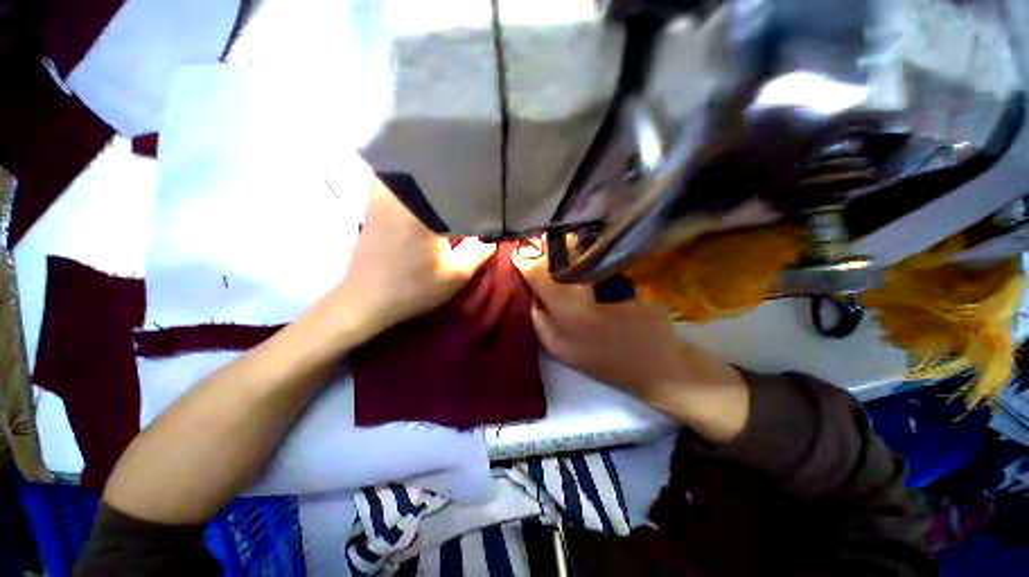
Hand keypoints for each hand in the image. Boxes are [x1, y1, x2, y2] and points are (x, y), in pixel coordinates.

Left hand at [334, 182, 495, 336]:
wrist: (366, 301)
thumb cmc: (413, 289)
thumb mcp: (456, 274)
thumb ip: (480, 251)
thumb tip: (495, 233)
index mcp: (420, 208)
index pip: (452, 181)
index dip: (472, 181)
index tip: (487, 184)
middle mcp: (397, 194)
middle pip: (429, 169)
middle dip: (452, 173)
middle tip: (473, 179)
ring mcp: (380, 196)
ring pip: (411, 174)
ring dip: (431, 178)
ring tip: (452, 185)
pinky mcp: (372, 205)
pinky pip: (397, 183)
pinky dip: (415, 185)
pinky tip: (427, 198)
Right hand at [512, 247, 749, 442]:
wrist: (651, 358)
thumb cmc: (598, 357)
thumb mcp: (555, 345)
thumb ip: (537, 313)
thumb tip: (531, 287)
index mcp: (560, 297)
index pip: (531, 264)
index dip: (520, 258)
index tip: (518, 259)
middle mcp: (581, 275)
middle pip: (552, 244)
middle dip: (541, 247)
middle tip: (539, 256)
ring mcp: (603, 266)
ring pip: (574, 241)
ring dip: (562, 244)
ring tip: (561, 257)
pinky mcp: (621, 264)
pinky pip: (595, 247)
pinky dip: (583, 248)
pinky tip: (585, 260)